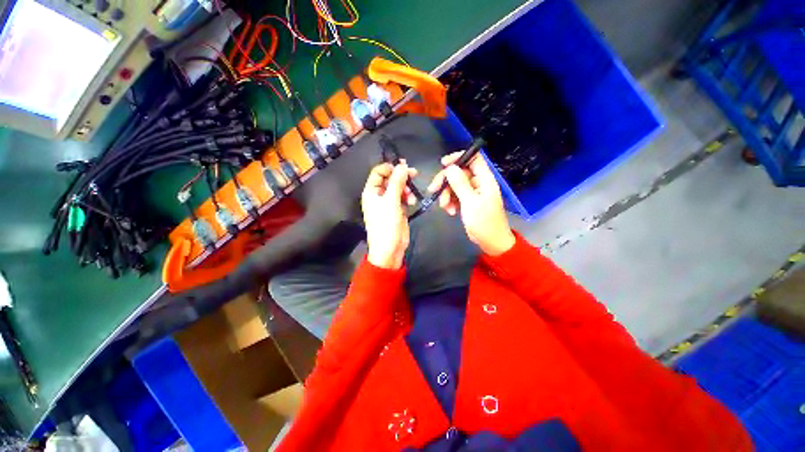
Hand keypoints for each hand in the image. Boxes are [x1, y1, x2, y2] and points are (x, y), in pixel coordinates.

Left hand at [361, 162, 417, 268]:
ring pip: (398, 187)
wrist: (390, 249)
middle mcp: (378, 195)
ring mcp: (388, 202)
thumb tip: (402, 165)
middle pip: (390, 179)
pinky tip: (412, 202)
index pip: (378, 172)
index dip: (390, 167)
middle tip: (414, 174)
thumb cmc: (386, 225)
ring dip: (406, 188)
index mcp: (371, 192)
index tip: (403, 166)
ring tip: (411, 196)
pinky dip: (408, 197)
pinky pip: (403, 197)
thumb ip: (397, 183)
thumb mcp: (391, 202)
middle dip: (401, 177)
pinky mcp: (397, 209)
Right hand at [427, 152, 514, 255]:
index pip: (473, 158)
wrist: (491, 242)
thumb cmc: (484, 222)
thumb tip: (450, 167)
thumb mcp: (470, 202)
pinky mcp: (467, 201)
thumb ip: (460, 184)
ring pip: (454, 185)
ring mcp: (472, 192)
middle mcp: (478, 183)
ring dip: (446, 194)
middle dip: (446, 181)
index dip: (458, 158)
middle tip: (433, 189)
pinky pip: (455, 195)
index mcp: (484, 179)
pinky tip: (450, 211)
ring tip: (445, 207)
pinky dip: (450, 202)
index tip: (443, 164)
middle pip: (459, 172)